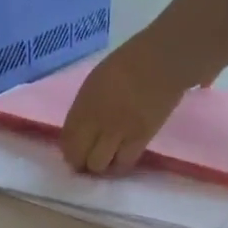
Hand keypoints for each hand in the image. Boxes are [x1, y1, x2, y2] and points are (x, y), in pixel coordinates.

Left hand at [59, 34, 205, 175]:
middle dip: (81, 163)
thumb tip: (79, 134)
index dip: (68, 153)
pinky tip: (121, 158)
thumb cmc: (126, 65)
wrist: (161, 61)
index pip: (66, 142)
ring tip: (107, 159)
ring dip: (101, 166)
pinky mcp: (140, 139)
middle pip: (80, 158)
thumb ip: (83, 110)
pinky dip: (120, 165)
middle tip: (88, 160)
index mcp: (83, 105)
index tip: (74, 154)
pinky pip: (124, 163)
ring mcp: (118, 132)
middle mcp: (96, 122)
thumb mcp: (93, 85)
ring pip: (100, 166)